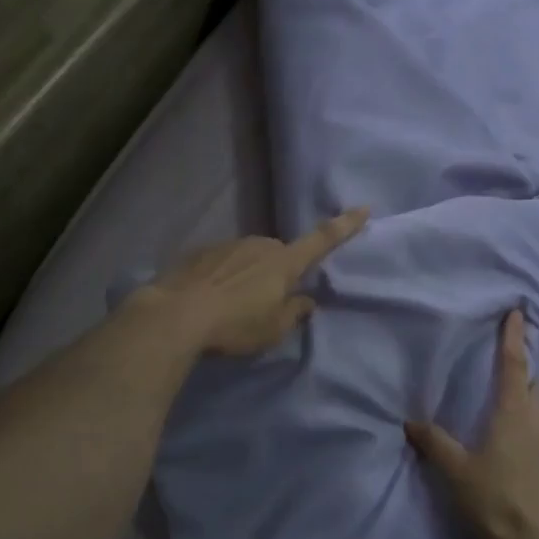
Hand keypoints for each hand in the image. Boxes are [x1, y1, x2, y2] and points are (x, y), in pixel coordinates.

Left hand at [142, 208, 368, 356]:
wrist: (175, 315)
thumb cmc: (235, 325)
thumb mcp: (273, 329)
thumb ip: (294, 312)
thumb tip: (305, 300)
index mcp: (284, 262)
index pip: (322, 240)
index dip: (344, 226)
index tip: (363, 208)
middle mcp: (260, 245)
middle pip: (280, 254)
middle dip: (279, 271)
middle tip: (267, 303)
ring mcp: (229, 245)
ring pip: (250, 257)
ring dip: (249, 275)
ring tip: (233, 306)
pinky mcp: (201, 253)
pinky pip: (223, 263)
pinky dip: (223, 277)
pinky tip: (210, 299)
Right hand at [407, 310, 538, 538]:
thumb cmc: (492, 499)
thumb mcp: (455, 469)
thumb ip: (434, 442)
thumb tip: (411, 421)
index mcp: (514, 414)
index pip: (515, 365)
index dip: (513, 338)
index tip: (517, 312)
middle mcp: (538, 423)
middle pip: (535, 385)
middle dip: (523, 371)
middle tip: (503, 367)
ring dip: (527, 399)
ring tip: (503, 405)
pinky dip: (528, 427)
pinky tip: (510, 446)